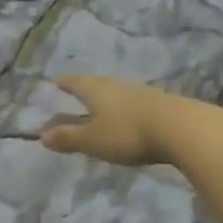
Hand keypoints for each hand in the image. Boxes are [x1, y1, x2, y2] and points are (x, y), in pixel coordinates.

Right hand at [39, 75, 194, 167]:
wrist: (182, 128)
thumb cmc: (128, 132)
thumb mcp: (93, 140)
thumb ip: (68, 138)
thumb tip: (41, 136)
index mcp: (95, 89)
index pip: (73, 82)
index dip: (63, 83)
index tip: (55, 83)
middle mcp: (115, 85)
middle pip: (95, 85)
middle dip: (84, 90)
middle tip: (75, 95)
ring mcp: (139, 92)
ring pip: (115, 93)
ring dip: (105, 100)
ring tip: (100, 108)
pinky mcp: (158, 103)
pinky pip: (132, 103)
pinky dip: (123, 109)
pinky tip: (127, 118)